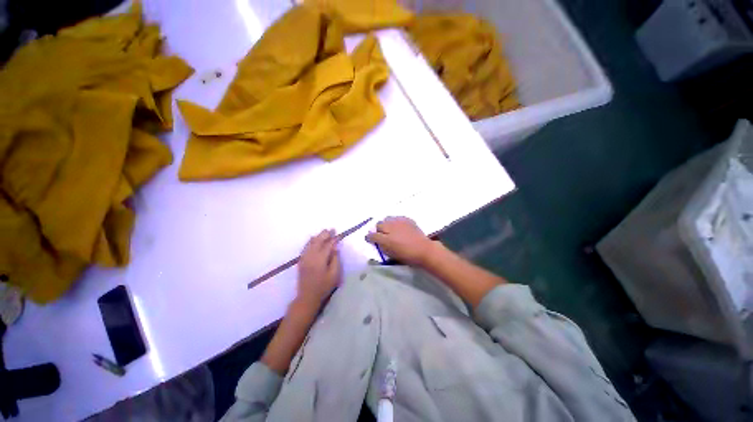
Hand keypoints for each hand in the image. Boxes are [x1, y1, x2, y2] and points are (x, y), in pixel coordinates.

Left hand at [296, 229, 340, 309]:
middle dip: (325, 234)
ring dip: (318, 236)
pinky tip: (314, 239)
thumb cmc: (324, 286)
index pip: (328, 245)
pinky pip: (305, 247)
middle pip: (318, 241)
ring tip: (324, 232)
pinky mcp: (301, 261)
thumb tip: (335, 247)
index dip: (333, 239)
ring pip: (311, 243)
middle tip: (331, 229)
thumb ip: (335, 259)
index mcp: (320, 259)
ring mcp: (304, 258)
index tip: (338, 234)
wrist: (307, 297)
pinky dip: (311, 241)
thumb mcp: (334, 274)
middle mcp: (311, 256)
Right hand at [365, 217, 435, 266]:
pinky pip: (397, 218)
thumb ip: (382, 246)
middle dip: (378, 229)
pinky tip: (399, 227)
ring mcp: (399, 222)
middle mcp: (391, 228)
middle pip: (379, 224)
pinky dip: (396, 222)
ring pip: (387, 219)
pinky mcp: (407, 219)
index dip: (369, 237)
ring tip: (390, 230)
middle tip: (382, 235)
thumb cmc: (407, 255)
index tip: (369, 239)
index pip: (372, 235)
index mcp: (386, 239)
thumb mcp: (391, 254)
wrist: (423, 249)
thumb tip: (376, 241)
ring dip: (387, 224)